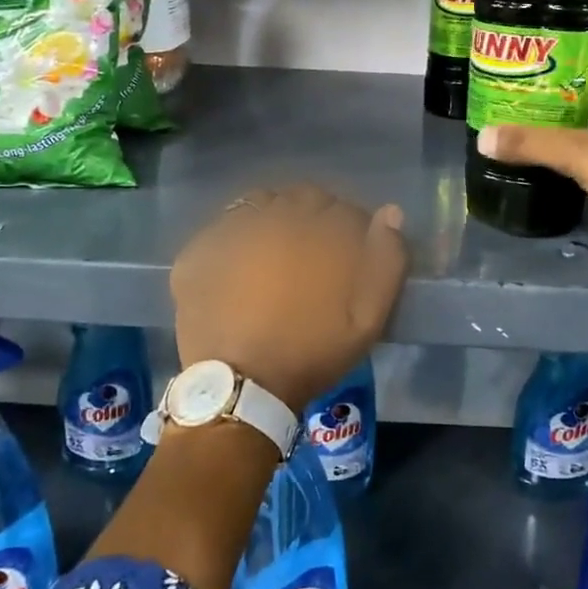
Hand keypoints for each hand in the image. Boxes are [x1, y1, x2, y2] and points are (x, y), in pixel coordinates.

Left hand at [171, 185, 407, 413]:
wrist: (241, 389)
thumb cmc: (311, 353)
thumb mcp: (368, 318)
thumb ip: (386, 261)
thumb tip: (390, 213)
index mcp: (317, 231)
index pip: (343, 209)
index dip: (352, 229)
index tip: (352, 254)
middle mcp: (273, 218)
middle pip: (302, 199)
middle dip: (315, 218)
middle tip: (314, 254)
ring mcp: (230, 231)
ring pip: (260, 204)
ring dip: (275, 219)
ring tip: (276, 254)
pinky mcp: (197, 251)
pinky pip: (222, 228)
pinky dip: (235, 238)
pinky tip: (239, 266)